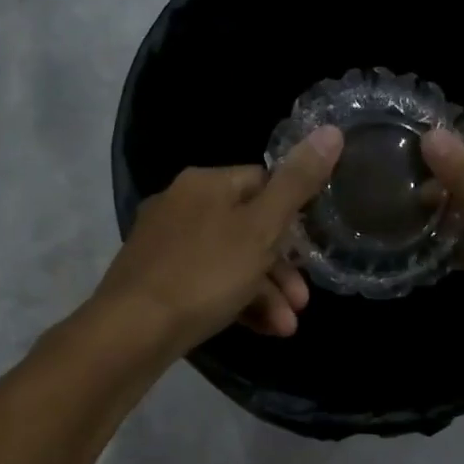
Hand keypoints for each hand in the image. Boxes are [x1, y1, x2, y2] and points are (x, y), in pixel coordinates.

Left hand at [94, 126, 343, 356]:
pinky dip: (236, 302)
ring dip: (265, 293)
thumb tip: (332, 131)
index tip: (311, 250)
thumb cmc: (204, 274)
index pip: (263, 182)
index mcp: (205, 183)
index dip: (293, 215)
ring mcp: (165, 245)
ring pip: (230, 261)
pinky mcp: (156, 281)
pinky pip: (208, 283)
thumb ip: (298, 183)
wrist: (131, 332)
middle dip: (282, 268)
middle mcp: (181, 205)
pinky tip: (261, 330)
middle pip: (248, 228)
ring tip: (286, 328)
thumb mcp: (261, 228)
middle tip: (302, 302)